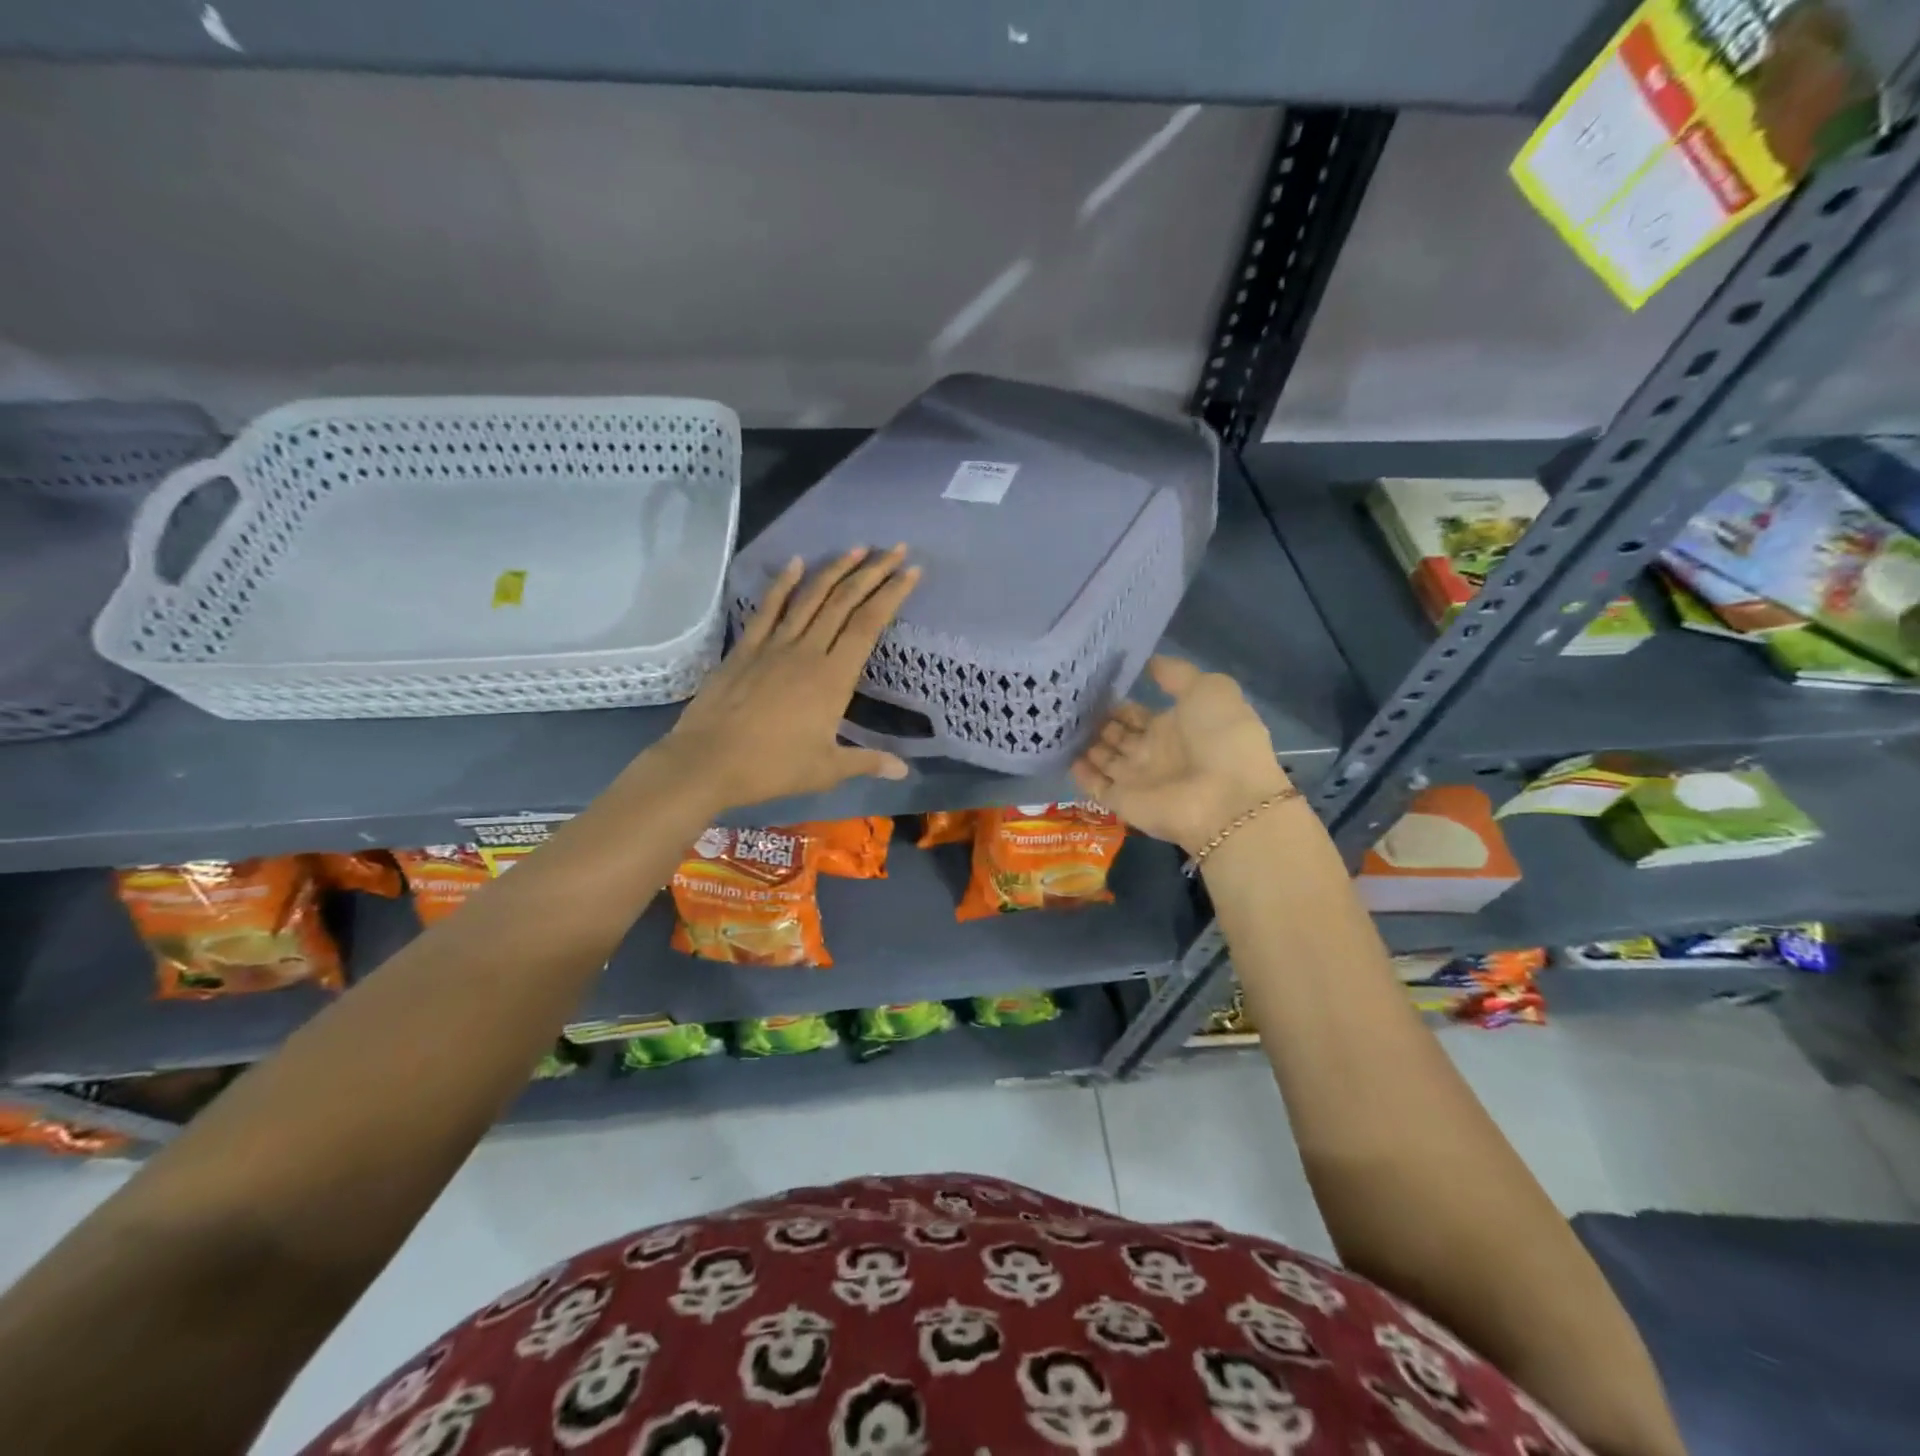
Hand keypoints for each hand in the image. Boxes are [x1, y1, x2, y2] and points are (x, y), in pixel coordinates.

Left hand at [656, 546, 919, 810]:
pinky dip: (783, 583)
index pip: (869, 624)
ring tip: (858, 548)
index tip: (912, 571)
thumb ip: (867, 762)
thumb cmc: (772, 768)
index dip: (892, 595)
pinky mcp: (746, 648)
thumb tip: (904, 772)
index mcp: (833, 678)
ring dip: (836, 569)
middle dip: (873, 572)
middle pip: (845, 601)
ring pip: (811, 597)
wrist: (707, 762)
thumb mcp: (826, 769)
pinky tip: (796, 562)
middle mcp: (807, 651)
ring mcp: (774, 645)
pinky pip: (768, 608)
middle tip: (896, 549)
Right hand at [1071, 656, 1290, 855]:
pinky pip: (1095, 786)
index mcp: (1175, 726)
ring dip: (1085, 743)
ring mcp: (1137, 779)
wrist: (1226, 798)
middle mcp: (1153, 752)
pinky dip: (1080, 773)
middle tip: (1069, 703)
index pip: (1137, 713)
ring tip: (1059, 722)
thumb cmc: (1221, 738)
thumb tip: (1149, 661)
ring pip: (1104, 758)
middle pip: (1118, 735)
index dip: (1118, 702)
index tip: (1090, 686)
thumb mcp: (1208, 689)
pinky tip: (1061, 752)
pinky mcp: (1122, 802)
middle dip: (1097, 721)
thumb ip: (1176, 674)